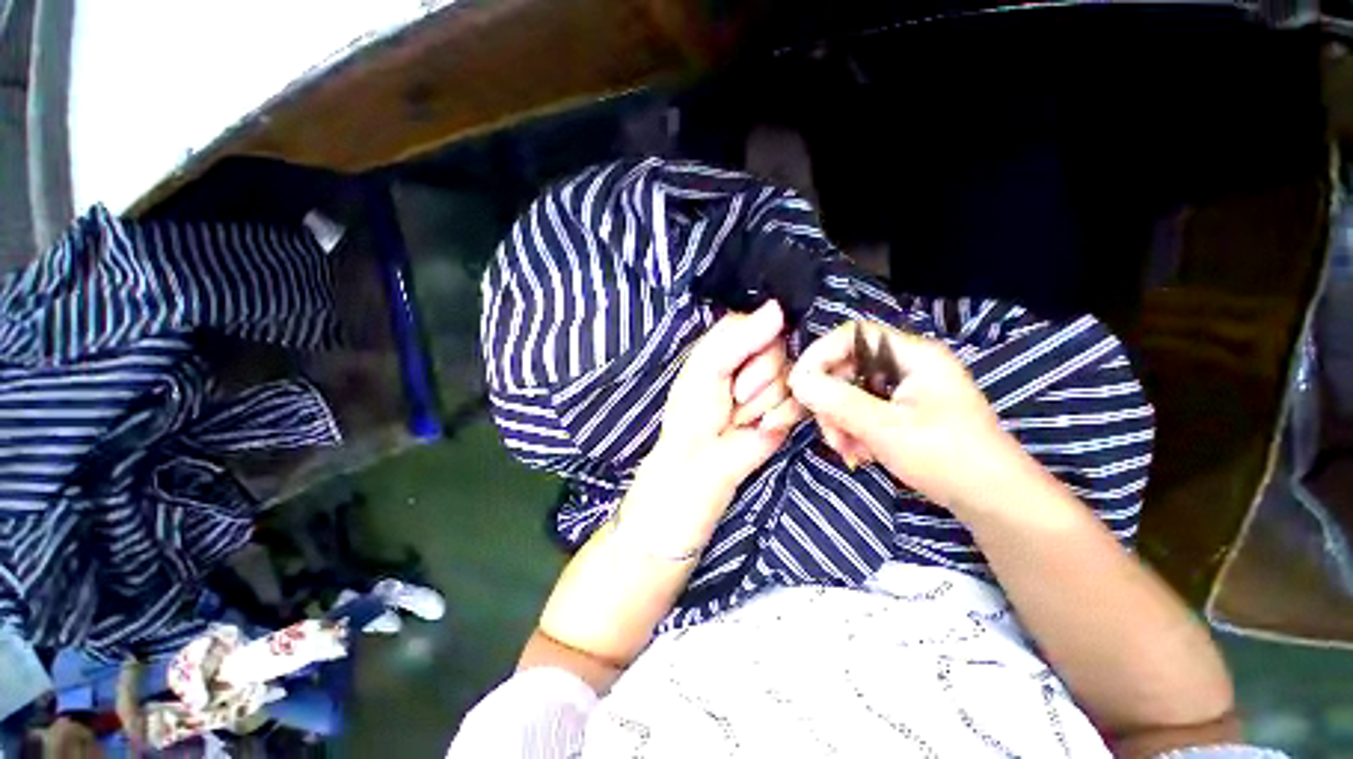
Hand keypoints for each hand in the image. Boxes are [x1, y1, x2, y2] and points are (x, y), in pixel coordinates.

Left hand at [652, 300, 805, 495]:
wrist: (702, 462)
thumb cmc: (693, 412)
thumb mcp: (707, 367)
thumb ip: (740, 338)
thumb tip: (778, 307)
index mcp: (731, 343)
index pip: (759, 320)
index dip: (756, 336)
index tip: (740, 358)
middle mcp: (756, 359)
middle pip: (780, 346)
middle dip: (759, 373)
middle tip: (736, 395)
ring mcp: (775, 384)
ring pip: (792, 373)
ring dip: (763, 400)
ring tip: (740, 417)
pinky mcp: (790, 409)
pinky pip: (801, 400)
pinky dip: (780, 415)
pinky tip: (761, 427)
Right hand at [788, 320, 1026, 509]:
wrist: (993, 502)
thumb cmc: (946, 457)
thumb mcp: (886, 428)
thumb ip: (838, 402)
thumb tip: (797, 381)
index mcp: (913, 355)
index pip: (854, 335)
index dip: (821, 353)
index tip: (799, 383)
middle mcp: (907, 365)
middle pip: (848, 366)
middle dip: (831, 400)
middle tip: (828, 430)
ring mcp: (904, 389)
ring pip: (850, 392)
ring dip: (840, 421)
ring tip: (848, 451)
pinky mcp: (901, 411)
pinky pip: (861, 410)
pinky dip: (852, 431)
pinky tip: (858, 454)